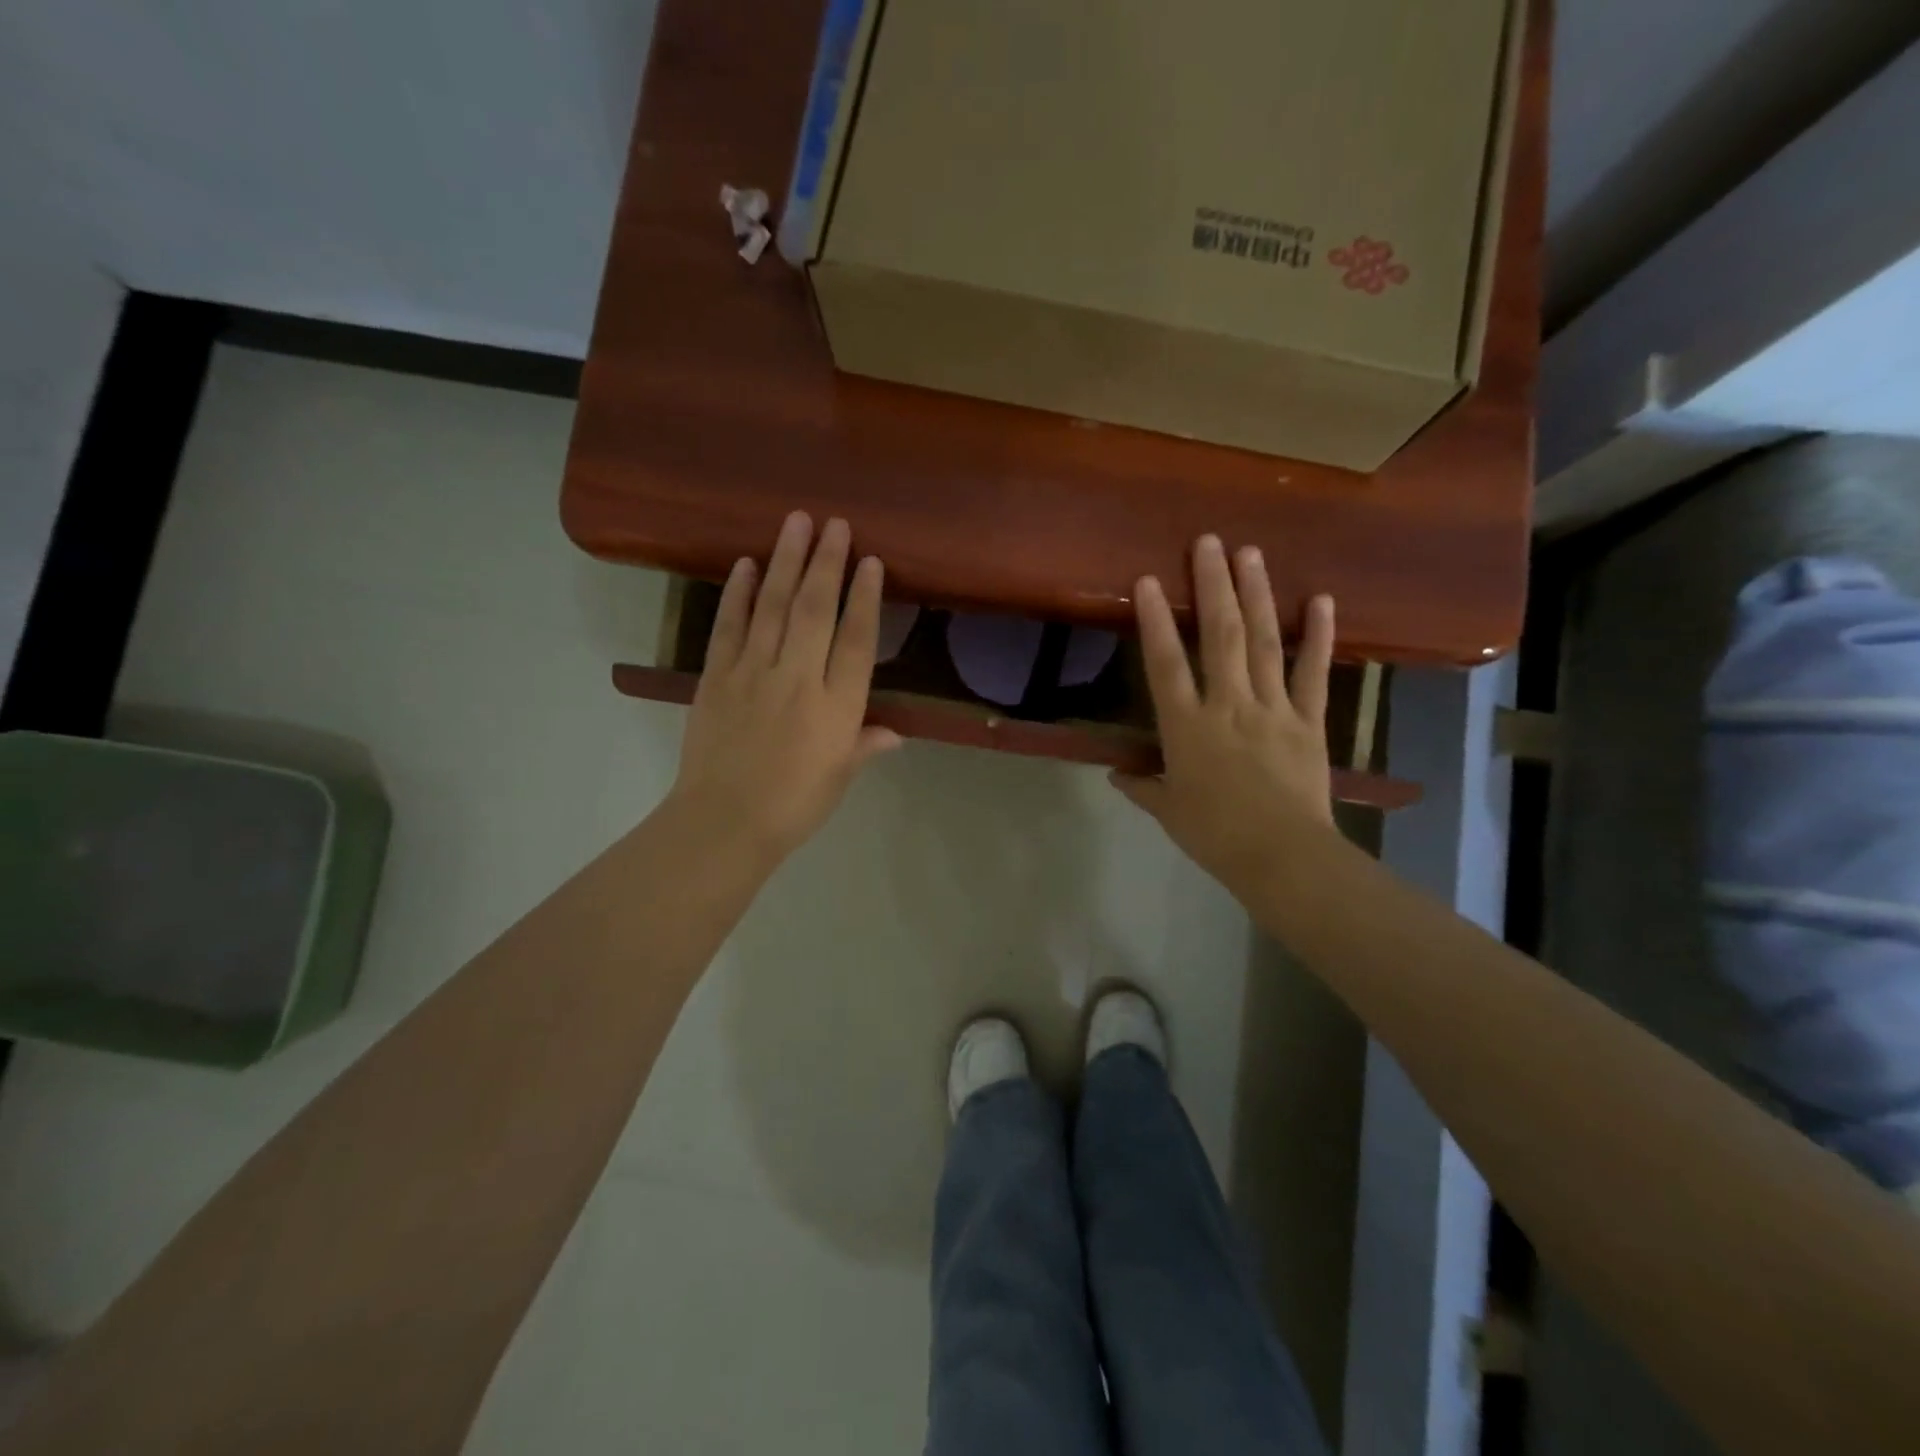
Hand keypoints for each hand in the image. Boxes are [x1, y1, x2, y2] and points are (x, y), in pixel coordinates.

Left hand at [668, 512, 899, 862]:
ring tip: (796, 522)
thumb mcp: (840, 778)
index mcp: (837, 707)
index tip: (870, 561)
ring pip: (774, 607)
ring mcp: (753, 673)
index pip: (855, 640)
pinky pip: (729, 626)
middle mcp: (798, 678)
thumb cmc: (794, 806)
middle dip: (827, 562)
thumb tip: (895, 733)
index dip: (864, 597)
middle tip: (835, 522)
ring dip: (786, 561)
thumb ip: (865, 746)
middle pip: (815, 610)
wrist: (724, 823)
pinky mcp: (716, 676)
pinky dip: (737, 593)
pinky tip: (745, 564)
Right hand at [1113, 535, 1335, 894]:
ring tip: (1251, 553)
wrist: (1282, 856)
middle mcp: (1228, 704)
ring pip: (1264, 642)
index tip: (1147, 580)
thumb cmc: (1215, 834)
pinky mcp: (1308, 720)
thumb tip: (1116, 774)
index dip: (1154, 620)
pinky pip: (1312, 672)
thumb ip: (1142, 786)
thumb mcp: (1168, 810)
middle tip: (1209, 541)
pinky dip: (1319, 636)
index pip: (1165, 664)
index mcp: (1187, 726)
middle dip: (1213, 585)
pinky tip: (1320, 599)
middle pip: (1220, 636)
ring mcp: (1272, 708)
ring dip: (1257, 595)